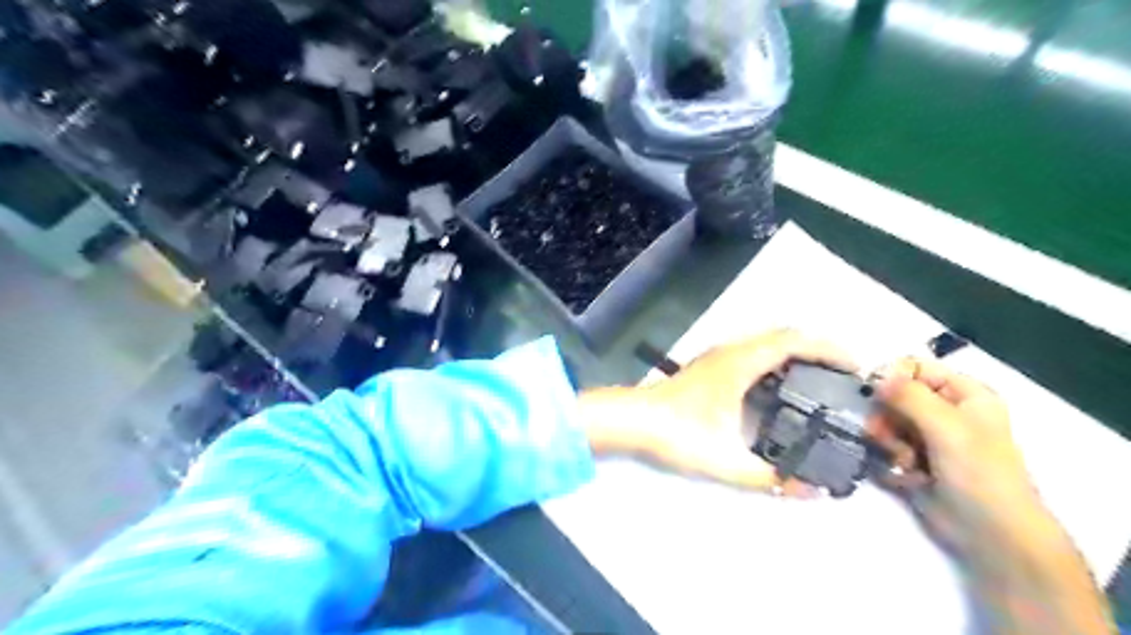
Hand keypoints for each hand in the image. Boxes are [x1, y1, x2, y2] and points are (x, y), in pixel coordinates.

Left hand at [577, 329, 852, 498]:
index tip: (857, 367)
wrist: (632, 420)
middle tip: (846, 375)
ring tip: (823, 377)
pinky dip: (779, 357)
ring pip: (769, 340)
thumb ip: (770, 478)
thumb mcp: (726, 461)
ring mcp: (719, 354)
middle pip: (785, 335)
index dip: (830, 349)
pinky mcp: (711, 364)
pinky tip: (783, 384)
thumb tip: (810, 491)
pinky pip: (756, 350)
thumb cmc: (676, 434)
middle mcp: (732, 350)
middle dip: (820, 348)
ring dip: (799, 351)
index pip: (795, 341)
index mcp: (741, 363)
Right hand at [873, 359, 1042, 558]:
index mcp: (963, 394)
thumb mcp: (947, 426)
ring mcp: (928, 437)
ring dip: (887, 441)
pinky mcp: (914, 460)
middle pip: (893, 395)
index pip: (914, 367)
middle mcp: (944, 410)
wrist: (992, 534)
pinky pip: (886, 447)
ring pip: (885, 422)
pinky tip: (905, 476)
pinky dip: (891, 460)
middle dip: (886, 416)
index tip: (873, 394)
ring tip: (901, 460)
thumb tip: (873, 376)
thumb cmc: (979, 473)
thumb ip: (908, 395)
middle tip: (883, 434)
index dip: (891, 377)